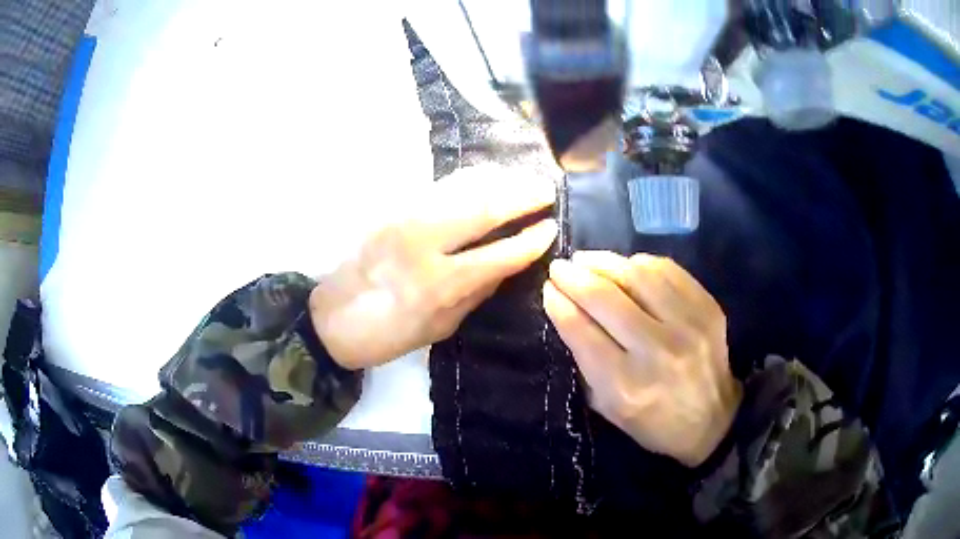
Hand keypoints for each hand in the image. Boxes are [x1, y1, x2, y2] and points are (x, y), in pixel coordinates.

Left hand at [310, 165, 557, 369]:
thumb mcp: (440, 327)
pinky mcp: (390, 208)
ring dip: (498, 180)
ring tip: (522, 180)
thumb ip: (477, 292)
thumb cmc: (387, 334)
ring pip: (461, 187)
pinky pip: (439, 186)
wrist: (330, 317)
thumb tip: (510, 262)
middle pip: (483, 207)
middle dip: (521, 195)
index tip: (551, 227)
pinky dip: (469, 179)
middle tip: (545, 190)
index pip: (498, 254)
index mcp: (437, 285)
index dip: (530, 240)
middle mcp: (422, 243)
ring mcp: (403, 218)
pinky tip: (487, 178)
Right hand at [543, 251, 741, 466]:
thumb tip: (565, 310)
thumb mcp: (607, 406)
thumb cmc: (652, 421)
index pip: (582, 330)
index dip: (559, 303)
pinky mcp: (707, 308)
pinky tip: (627, 266)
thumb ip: (585, 360)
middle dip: (575, 276)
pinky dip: (641, 264)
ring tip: (587, 260)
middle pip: (606, 297)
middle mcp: (657, 350)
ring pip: (637, 275)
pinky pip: (668, 271)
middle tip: (560, 267)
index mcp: (626, 385)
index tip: (548, 288)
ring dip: (605, 262)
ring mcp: (687, 324)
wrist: (713, 420)